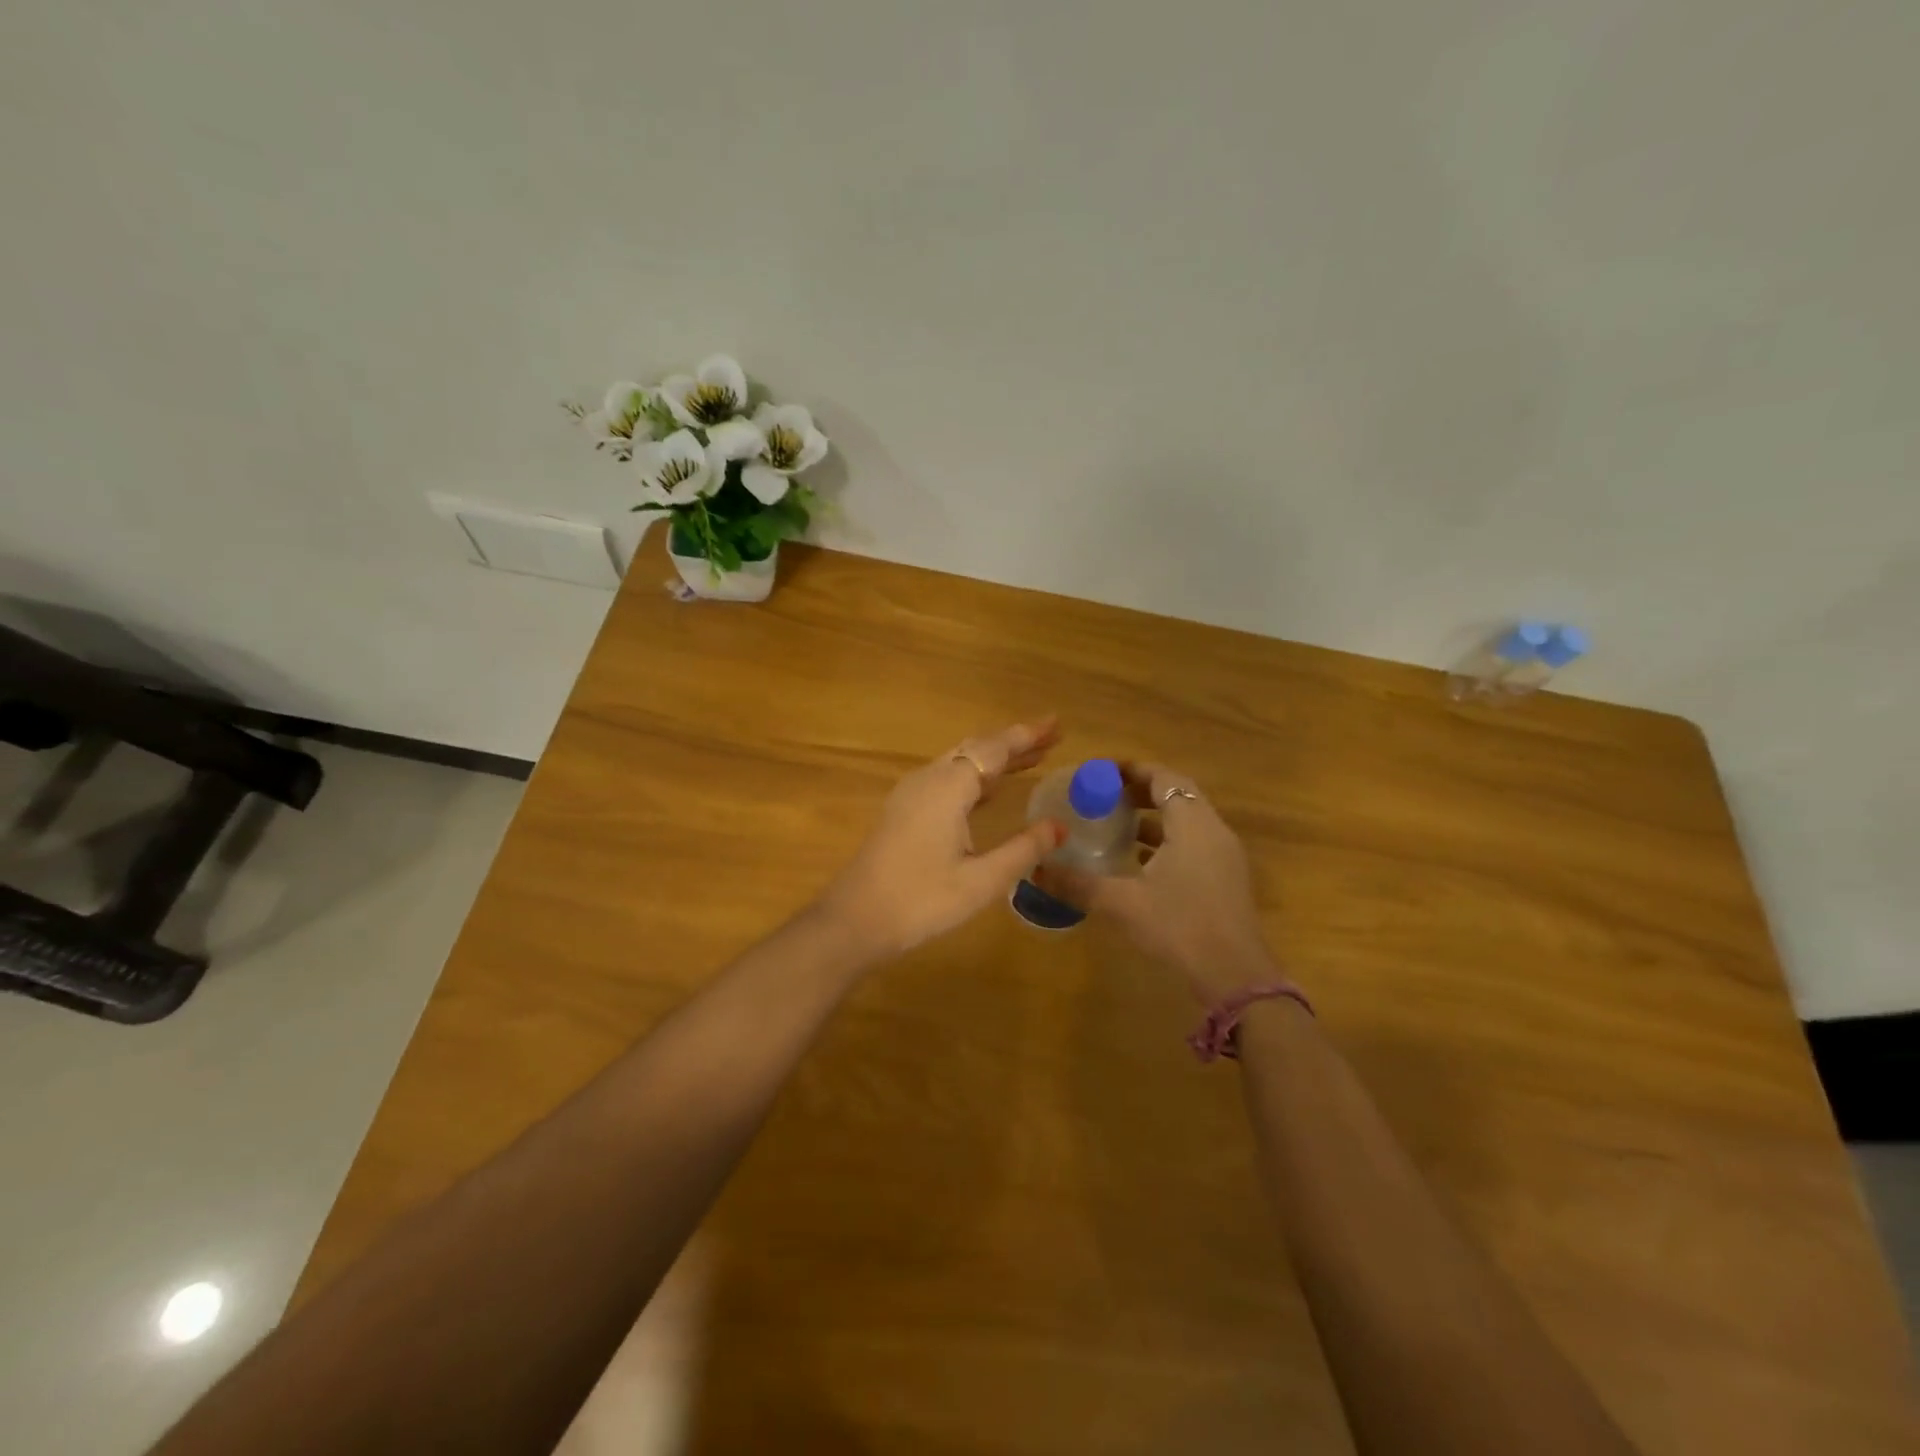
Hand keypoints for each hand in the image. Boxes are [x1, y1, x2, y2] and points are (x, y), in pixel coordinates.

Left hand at [819, 718, 1065, 961]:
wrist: (856, 920)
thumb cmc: (921, 900)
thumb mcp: (982, 881)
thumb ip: (1023, 850)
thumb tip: (1059, 826)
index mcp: (948, 788)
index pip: (995, 749)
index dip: (1027, 735)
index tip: (1057, 724)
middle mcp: (928, 779)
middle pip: (976, 748)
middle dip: (1015, 742)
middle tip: (1052, 738)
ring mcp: (911, 793)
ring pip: (960, 762)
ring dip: (995, 759)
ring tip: (1032, 759)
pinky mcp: (903, 810)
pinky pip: (947, 778)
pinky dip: (975, 776)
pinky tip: (990, 789)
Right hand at [1035, 761, 1272, 1002]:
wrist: (1236, 976)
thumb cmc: (1180, 926)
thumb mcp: (1122, 903)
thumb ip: (1078, 884)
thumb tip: (1037, 870)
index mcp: (1192, 824)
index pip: (1164, 778)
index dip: (1134, 770)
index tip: (1103, 771)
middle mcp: (1213, 831)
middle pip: (1178, 795)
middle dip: (1142, 790)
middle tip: (1106, 795)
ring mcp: (1225, 856)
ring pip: (1188, 820)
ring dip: (1156, 817)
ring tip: (1118, 824)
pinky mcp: (1227, 879)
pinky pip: (1195, 843)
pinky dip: (1168, 840)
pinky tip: (1141, 861)